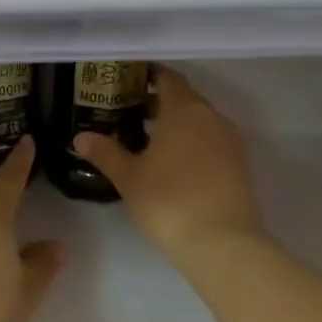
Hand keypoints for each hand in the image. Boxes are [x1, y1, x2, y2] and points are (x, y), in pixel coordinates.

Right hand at [72, 67, 262, 260]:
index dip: (148, 76)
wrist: (223, 245)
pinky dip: (194, 142)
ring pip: (200, 120)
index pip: (167, 78)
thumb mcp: (129, 177)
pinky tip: (174, 163)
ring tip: (149, 139)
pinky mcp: (241, 165)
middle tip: (130, 111)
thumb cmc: (168, 201)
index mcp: (184, 109)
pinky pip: (212, 141)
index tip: (127, 82)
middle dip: (160, 101)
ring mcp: (230, 141)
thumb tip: (81, 136)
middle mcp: (211, 116)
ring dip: (178, 123)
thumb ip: (105, 152)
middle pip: (185, 97)